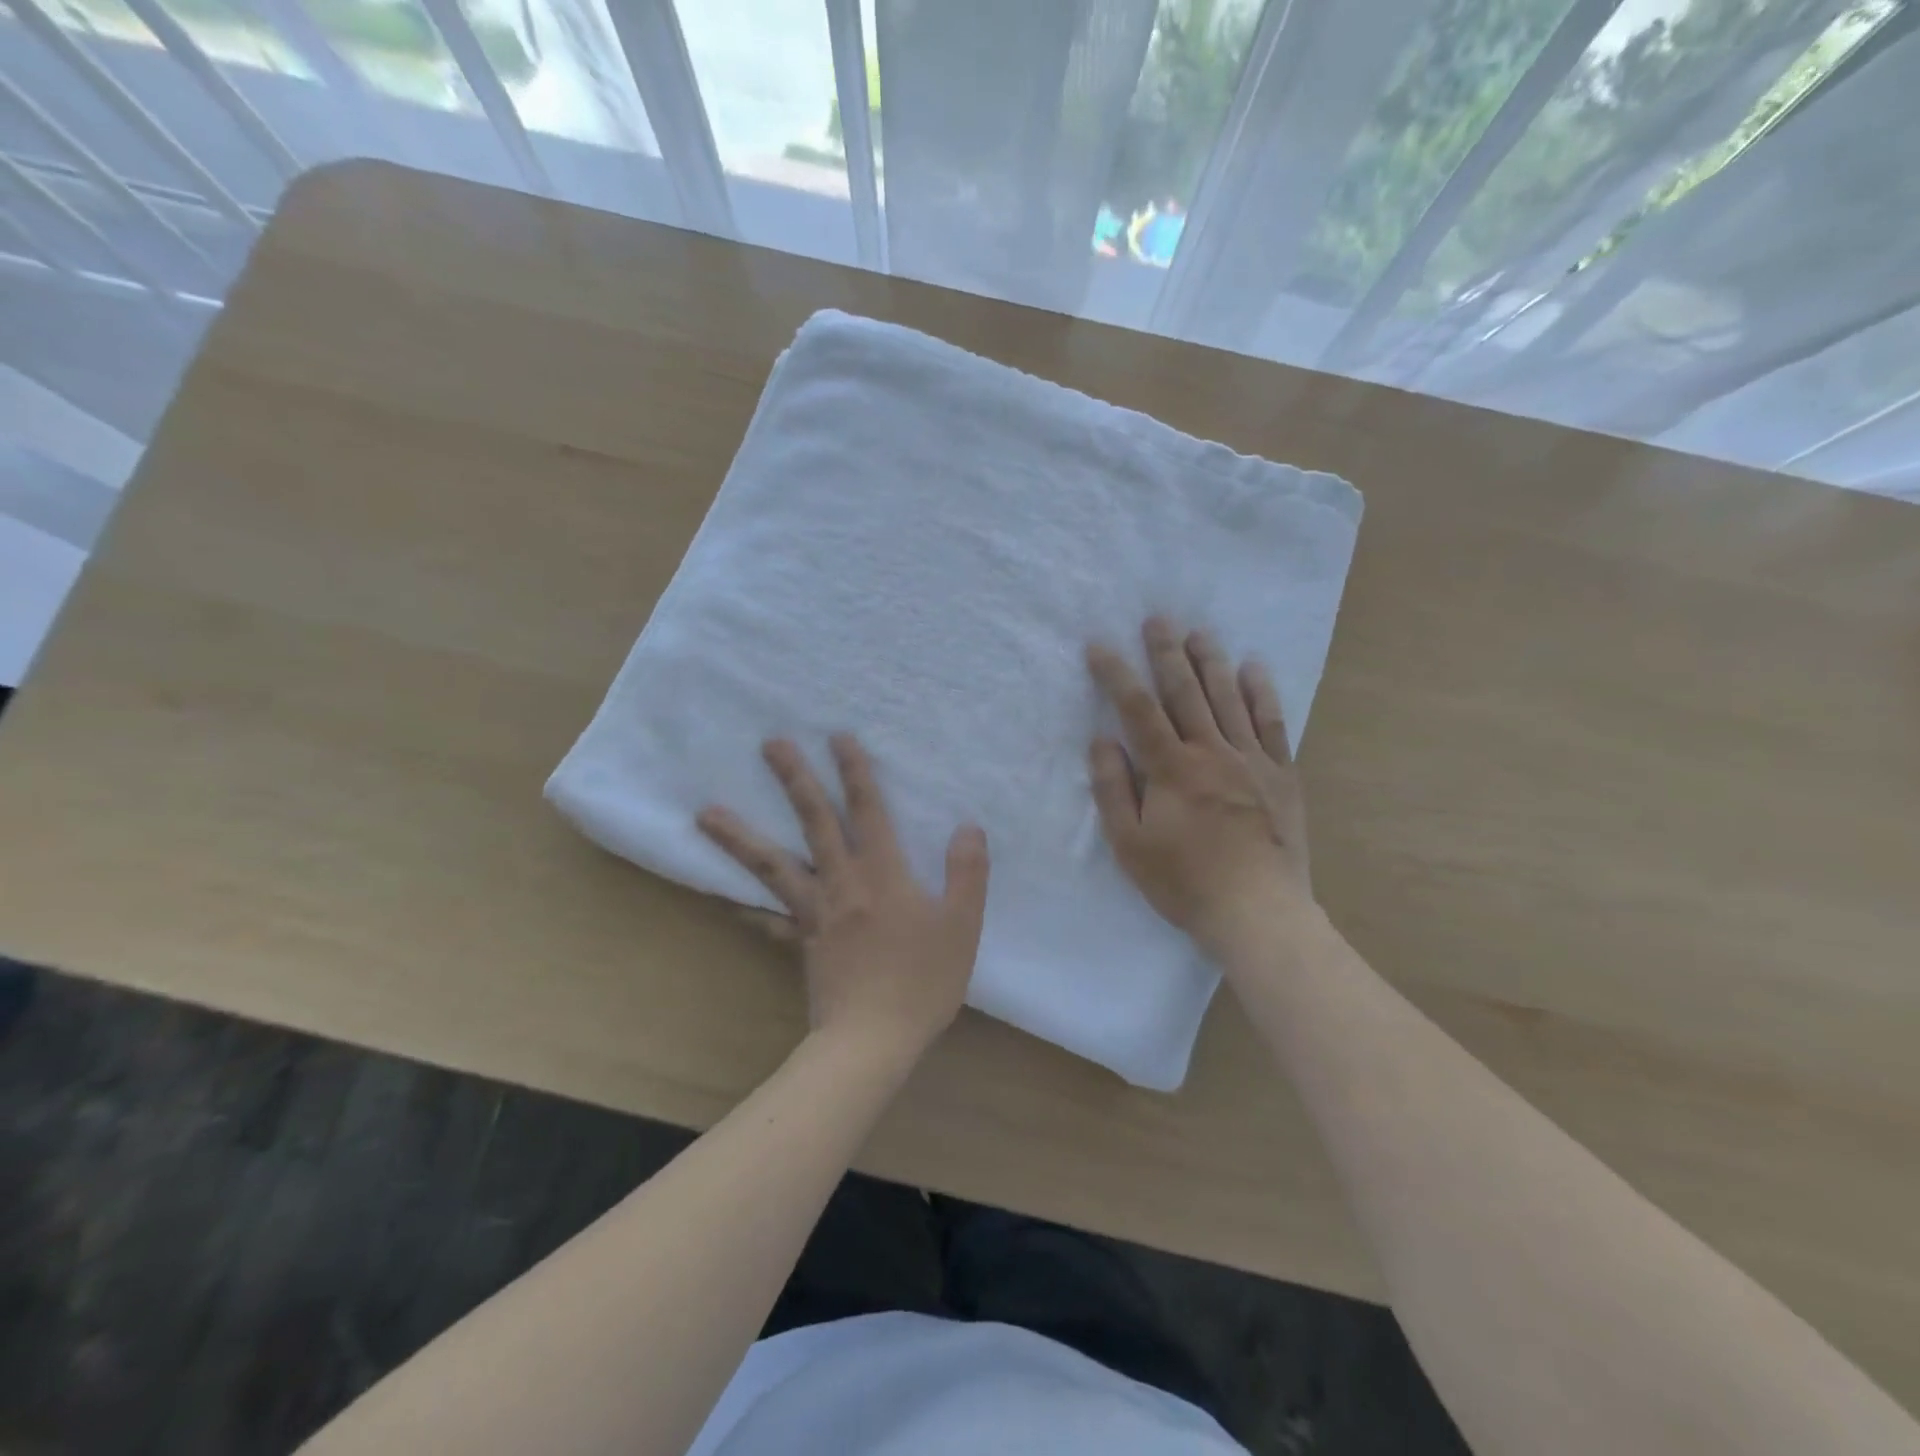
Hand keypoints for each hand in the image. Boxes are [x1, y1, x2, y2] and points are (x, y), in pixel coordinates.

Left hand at [697, 734, 989, 1061]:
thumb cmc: (922, 982)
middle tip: (770, 744)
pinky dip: (744, 907)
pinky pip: (766, 920)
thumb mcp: (962, 926)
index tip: (837, 736)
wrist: (872, 1041)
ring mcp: (813, 913)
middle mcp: (842, 883)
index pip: (868, 811)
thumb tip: (968, 827)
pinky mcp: (799, 942)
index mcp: (883, 874)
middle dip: (795, 780)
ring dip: (740, 837)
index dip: (855, 771)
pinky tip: (724, 898)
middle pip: (814, 822)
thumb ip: (967, 873)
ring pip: (772, 865)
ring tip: (705, 813)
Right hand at [1087, 618, 1312, 949]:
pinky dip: (1262, 693)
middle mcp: (1211, 752)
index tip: (1099, 645)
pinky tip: (1254, 668)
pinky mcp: (1282, 775)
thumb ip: (1113, 789)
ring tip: (1199, 632)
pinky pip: (1272, 723)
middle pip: (1185, 692)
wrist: (1257, 912)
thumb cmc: (1184, 882)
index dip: (1116, 674)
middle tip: (1158, 619)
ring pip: (1228, 699)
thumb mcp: (1130, 844)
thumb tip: (1101, 740)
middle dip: (1167, 653)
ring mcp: (1252, 760)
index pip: (1138, 709)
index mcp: (1171, 769)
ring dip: (1211, 662)